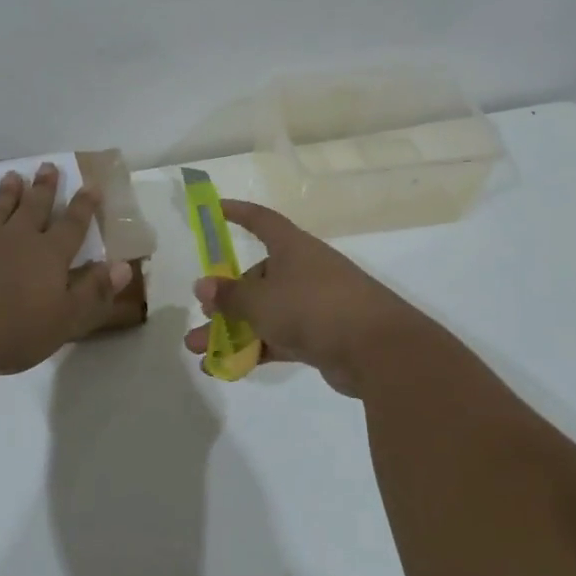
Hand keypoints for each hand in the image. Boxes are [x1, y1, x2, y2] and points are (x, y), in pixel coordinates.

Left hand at [0, 163, 133, 374]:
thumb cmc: (13, 330)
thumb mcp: (65, 319)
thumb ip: (94, 291)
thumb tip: (124, 266)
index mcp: (49, 256)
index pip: (72, 226)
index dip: (84, 206)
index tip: (92, 185)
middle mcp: (16, 240)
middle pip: (34, 208)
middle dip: (44, 188)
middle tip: (48, 166)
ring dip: (6, 194)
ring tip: (12, 176)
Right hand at [183, 201, 430, 395]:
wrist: (377, 350)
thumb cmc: (313, 308)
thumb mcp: (261, 300)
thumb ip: (229, 295)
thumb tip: (203, 285)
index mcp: (293, 248)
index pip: (261, 221)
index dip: (237, 213)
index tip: (214, 208)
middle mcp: (303, 271)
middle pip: (258, 278)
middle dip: (226, 299)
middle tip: (203, 317)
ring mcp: (314, 305)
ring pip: (265, 313)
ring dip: (232, 330)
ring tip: (198, 350)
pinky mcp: (320, 336)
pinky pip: (278, 338)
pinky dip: (254, 349)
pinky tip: (226, 367)